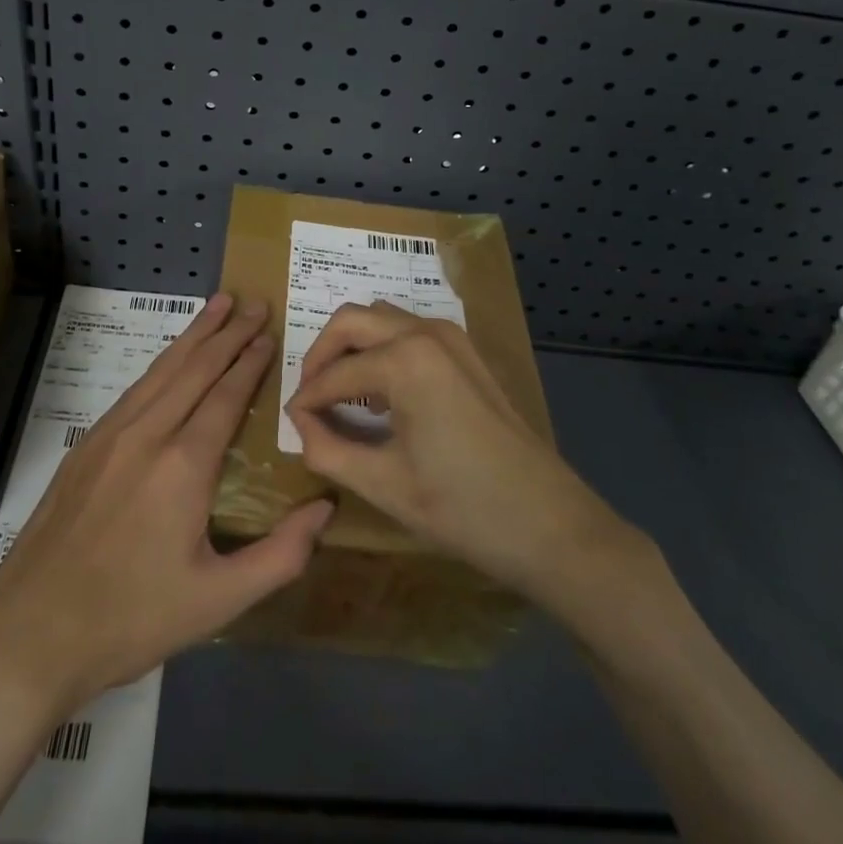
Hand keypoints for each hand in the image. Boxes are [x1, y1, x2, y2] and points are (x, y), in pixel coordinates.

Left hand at [0, 293, 333, 710]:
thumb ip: (280, 555)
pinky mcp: (85, 446)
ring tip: (218, 304)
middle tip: (254, 302)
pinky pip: (134, 389)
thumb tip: (326, 509)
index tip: (269, 333)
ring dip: (194, 334)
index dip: (250, 362)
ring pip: (162, 369)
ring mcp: (110, 435)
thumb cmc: (132, 620)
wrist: (29, 634)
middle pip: (195, 368)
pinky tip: (170, 358)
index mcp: (184, 465)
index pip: (226, 395)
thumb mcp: (218, 601)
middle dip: (228, 332)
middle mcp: (147, 434)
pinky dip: (162, 362)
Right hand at [285, 302, 647, 609]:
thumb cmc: (463, 508)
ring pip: (381, 318)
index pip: (334, 373)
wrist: (550, 524)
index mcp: (404, 359)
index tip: (292, 425)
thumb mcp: (385, 485)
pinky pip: (409, 331)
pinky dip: (383, 349)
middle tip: (310, 399)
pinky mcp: (467, 352)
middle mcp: (425, 332)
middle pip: (351, 320)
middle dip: (322, 354)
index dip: (307, 400)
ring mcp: (452, 337)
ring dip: (353, 346)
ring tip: (339, 394)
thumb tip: (300, 424)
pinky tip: (380, 392)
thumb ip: (328, 449)